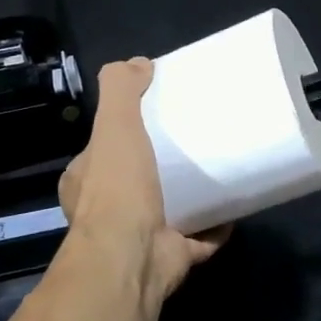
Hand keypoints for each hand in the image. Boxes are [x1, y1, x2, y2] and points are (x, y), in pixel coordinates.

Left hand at [59, 58, 227, 308]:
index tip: (154, 118)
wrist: (133, 258)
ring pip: (168, 211)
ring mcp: (141, 238)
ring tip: (218, 171)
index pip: (101, 152)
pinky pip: (198, 239)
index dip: (122, 134)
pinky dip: (215, 228)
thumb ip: (121, 90)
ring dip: (189, 197)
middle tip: (194, 142)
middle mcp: (108, 213)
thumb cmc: (118, 190)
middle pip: (137, 182)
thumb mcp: (114, 126)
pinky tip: (234, 210)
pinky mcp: (172, 257)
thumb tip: (139, 63)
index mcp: (86, 183)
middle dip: (161, 166)